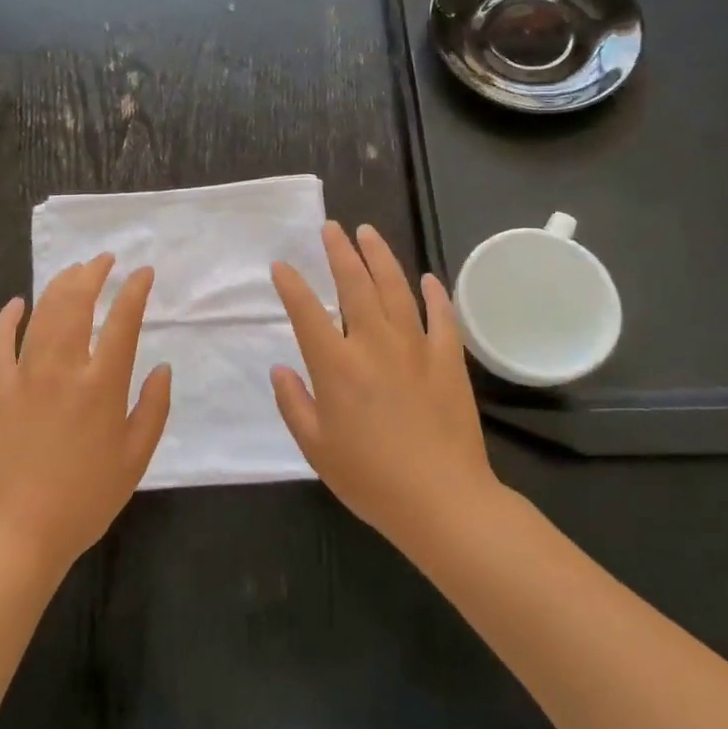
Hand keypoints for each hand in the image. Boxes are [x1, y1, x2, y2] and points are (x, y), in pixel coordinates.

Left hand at [0, 255, 171, 575]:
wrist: (18, 531)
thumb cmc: (85, 499)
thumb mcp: (135, 459)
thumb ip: (154, 408)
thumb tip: (163, 367)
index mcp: (102, 384)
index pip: (123, 320)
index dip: (135, 290)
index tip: (143, 272)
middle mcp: (64, 367)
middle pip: (77, 302)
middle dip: (93, 273)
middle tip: (105, 260)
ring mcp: (25, 373)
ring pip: (43, 312)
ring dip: (60, 285)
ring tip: (75, 271)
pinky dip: (8, 317)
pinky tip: (17, 302)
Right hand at [270, 222, 498, 550]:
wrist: (442, 501)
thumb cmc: (370, 478)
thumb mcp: (316, 448)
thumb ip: (293, 403)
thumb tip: (280, 368)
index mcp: (336, 365)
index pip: (307, 312)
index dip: (291, 285)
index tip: (281, 266)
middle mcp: (373, 344)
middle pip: (354, 285)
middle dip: (339, 252)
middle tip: (331, 228)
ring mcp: (414, 348)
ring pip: (395, 289)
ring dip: (380, 257)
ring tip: (368, 233)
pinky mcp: (447, 360)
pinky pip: (442, 318)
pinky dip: (435, 295)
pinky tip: (428, 279)